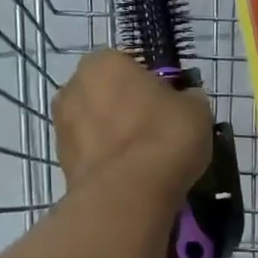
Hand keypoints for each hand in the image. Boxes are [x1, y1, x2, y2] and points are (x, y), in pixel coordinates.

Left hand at [54, 49, 211, 197]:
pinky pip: (92, 155)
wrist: (128, 195)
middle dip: (126, 110)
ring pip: (95, 126)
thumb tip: (185, 101)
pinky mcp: (61, 162)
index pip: (128, 65)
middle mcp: (73, 87)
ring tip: (144, 161)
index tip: (168, 106)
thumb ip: (187, 98)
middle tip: (156, 133)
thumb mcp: (196, 109)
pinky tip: (130, 178)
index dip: (150, 86)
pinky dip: (107, 162)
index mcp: (103, 61)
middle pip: (106, 95)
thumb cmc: (164, 137)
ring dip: (114, 138)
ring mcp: (62, 126)